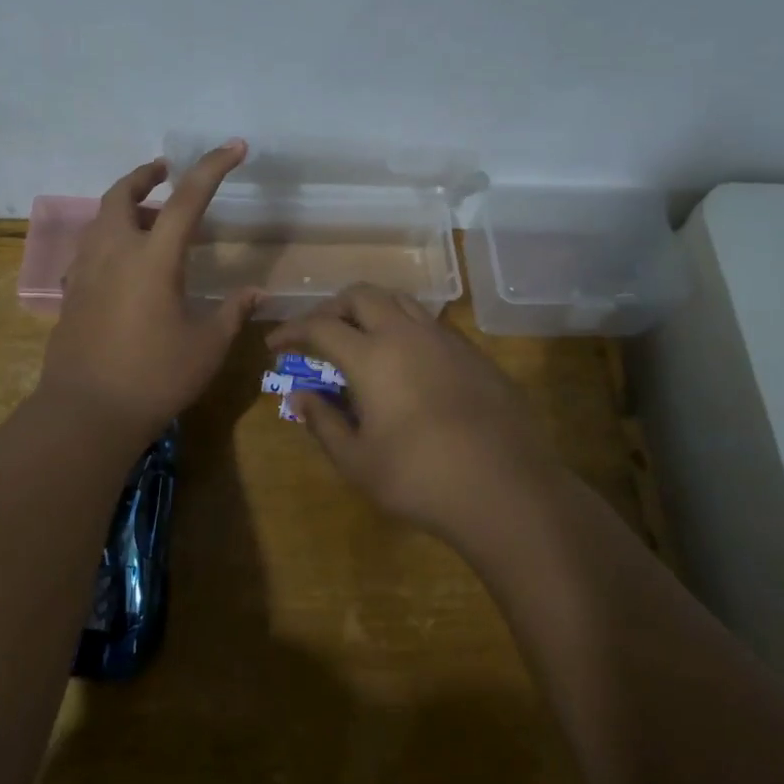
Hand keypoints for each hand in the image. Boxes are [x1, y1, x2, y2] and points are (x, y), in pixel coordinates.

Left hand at [37, 141, 257, 437]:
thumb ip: (232, 312)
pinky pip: (91, 247)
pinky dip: (111, 236)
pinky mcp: (73, 293)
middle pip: (122, 194)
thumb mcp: (206, 346)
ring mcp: (87, 271)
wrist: (85, 412)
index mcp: (153, 258)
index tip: (234, 147)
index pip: (187, 198)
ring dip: (126, 205)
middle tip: (165, 172)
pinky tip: (127, 263)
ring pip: (101, 219)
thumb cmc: (154, 377)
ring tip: (151, 218)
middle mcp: (115, 252)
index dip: (213, 167)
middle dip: (145, 175)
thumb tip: (256, 293)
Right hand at [267, 284, 560, 540]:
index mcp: (372, 355)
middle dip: (332, 307)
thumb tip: (299, 395)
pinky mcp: (474, 353)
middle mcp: (406, 334)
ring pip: (400, 300)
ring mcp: (445, 339)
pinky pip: (430, 322)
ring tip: (360, 336)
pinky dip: (404, 326)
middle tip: (318, 332)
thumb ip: (324, 422)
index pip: (320, 326)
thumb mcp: (358, 461)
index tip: (276, 342)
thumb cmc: (420, 478)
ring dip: (371, 308)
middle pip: (361, 295)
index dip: (293, 329)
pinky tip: (406, 360)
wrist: (507, 487)